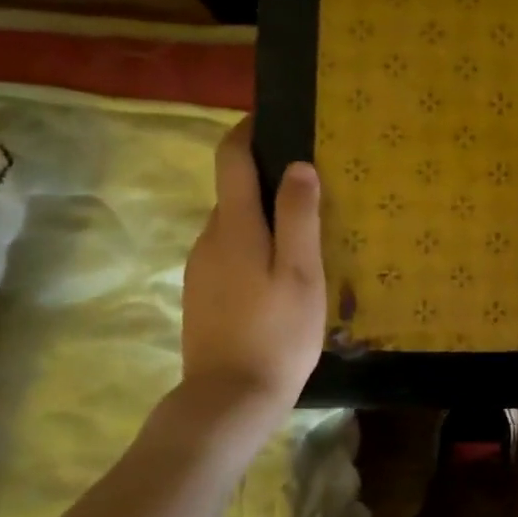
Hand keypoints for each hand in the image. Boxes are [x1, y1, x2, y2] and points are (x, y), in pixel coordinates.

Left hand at [181, 119, 326, 419]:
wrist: (229, 398)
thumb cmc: (276, 332)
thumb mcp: (301, 272)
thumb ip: (300, 216)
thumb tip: (298, 165)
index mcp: (234, 226)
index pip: (231, 159)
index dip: (248, 131)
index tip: (274, 117)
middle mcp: (209, 238)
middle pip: (236, 193)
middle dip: (269, 181)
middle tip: (316, 191)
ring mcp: (201, 268)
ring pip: (236, 227)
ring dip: (266, 220)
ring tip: (308, 237)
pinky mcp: (203, 294)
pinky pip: (231, 254)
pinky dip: (256, 248)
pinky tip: (283, 277)